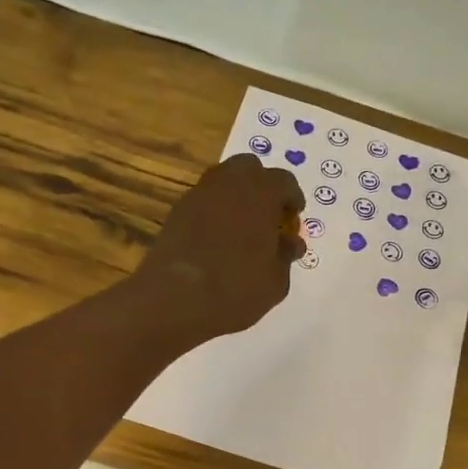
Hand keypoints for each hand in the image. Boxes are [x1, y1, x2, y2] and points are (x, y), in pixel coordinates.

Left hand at [132, 153, 305, 343]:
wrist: (174, 300)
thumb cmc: (235, 289)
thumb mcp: (275, 281)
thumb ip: (286, 256)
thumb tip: (291, 243)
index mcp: (260, 193)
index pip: (284, 181)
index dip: (292, 198)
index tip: (294, 218)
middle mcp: (229, 184)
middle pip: (249, 168)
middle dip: (262, 186)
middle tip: (268, 215)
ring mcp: (198, 195)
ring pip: (223, 180)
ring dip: (236, 195)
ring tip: (242, 226)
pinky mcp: (177, 212)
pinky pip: (203, 200)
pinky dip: (214, 210)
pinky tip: (217, 238)